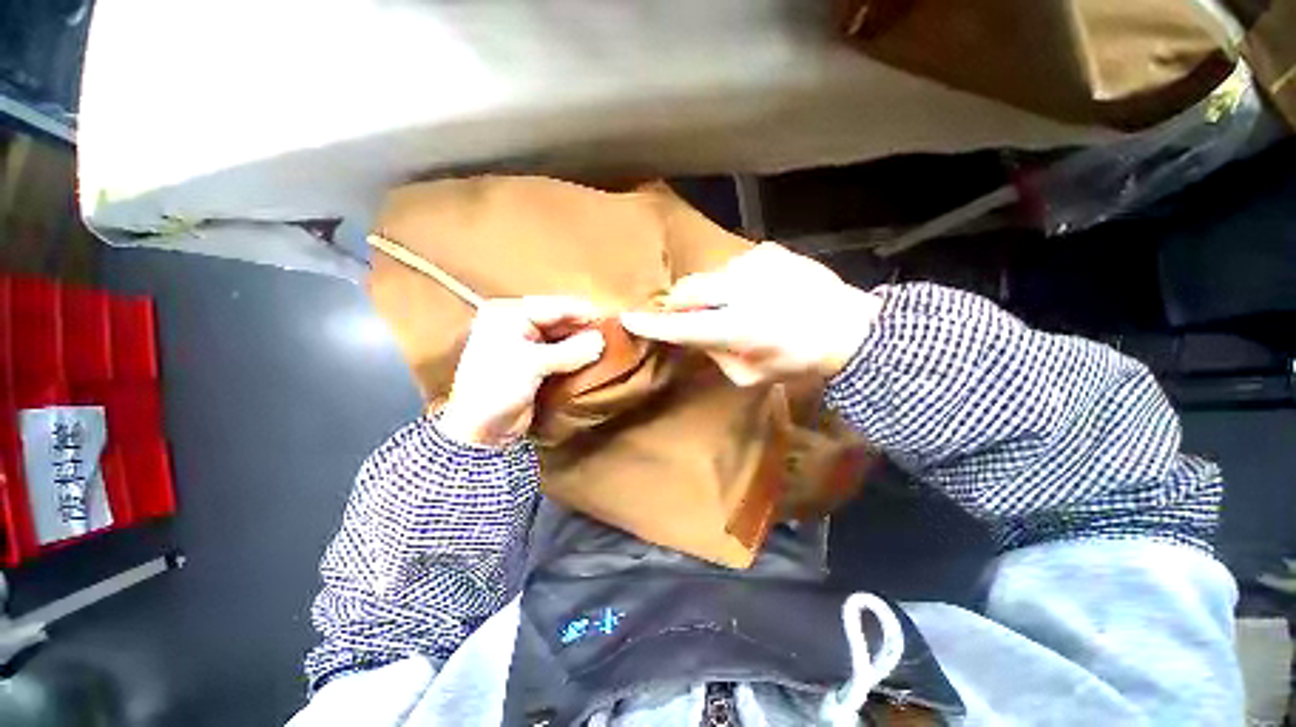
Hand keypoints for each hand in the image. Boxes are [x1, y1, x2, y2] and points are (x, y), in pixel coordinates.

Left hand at [438, 297, 604, 446]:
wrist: (481, 431)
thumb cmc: (497, 388)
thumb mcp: (532, 364)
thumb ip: (570, 350)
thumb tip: (600, 340)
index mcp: (507, 315)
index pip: (551, 306)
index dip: (580, 312)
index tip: (607, 318)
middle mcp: (516, 325)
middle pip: (558, 320)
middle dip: (583, 327)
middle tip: (610, 333)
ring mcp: (526, 345)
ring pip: (561, 336)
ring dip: (581, 342)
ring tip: (605, 345)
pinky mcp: (535, 364)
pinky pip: (561, 353)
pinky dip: (576, 355)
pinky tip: (592, 357)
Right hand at [620, 243, 880, 385]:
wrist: (848, 328)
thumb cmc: (798, 360)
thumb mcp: (750, 376)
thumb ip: (716, 356)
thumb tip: (696, 335)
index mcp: (739, 328)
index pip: (682, 326)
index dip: (653, 324)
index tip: (629, 318)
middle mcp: (742, 290)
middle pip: (688, 290)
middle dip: (679, 302)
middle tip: (688, 315)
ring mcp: (755, 265)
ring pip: (709, 276)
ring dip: (711, 293)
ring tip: (735, 305)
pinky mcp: (768, 251)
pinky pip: (734, 267)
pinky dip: (734, 281)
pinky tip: (756, 292)